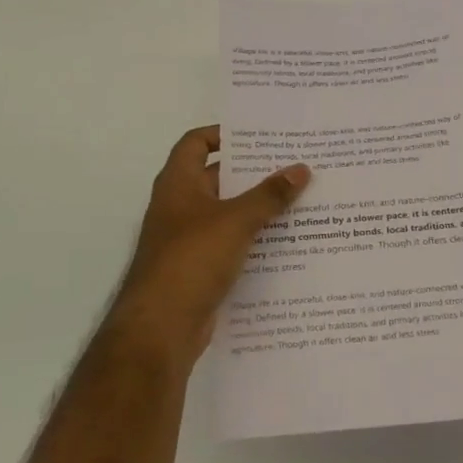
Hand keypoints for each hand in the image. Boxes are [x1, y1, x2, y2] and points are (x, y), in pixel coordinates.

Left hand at [107, 125, 310, 367]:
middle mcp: (180, 207)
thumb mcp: (235, 221)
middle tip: (295, 165)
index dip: (223, 133)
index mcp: (178, 184)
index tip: (259, 135)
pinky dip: (254, 240)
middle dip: (254, 172)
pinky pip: (232, 245)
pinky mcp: (200, 269)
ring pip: (228, 214)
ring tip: (301, 200)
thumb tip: (301, 169)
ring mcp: (188, 240)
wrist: (161, 328)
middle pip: (218, 178)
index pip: (195, 143)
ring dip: (258, 208)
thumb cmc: (191, 259)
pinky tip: (287, 242)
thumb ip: (269, 195)